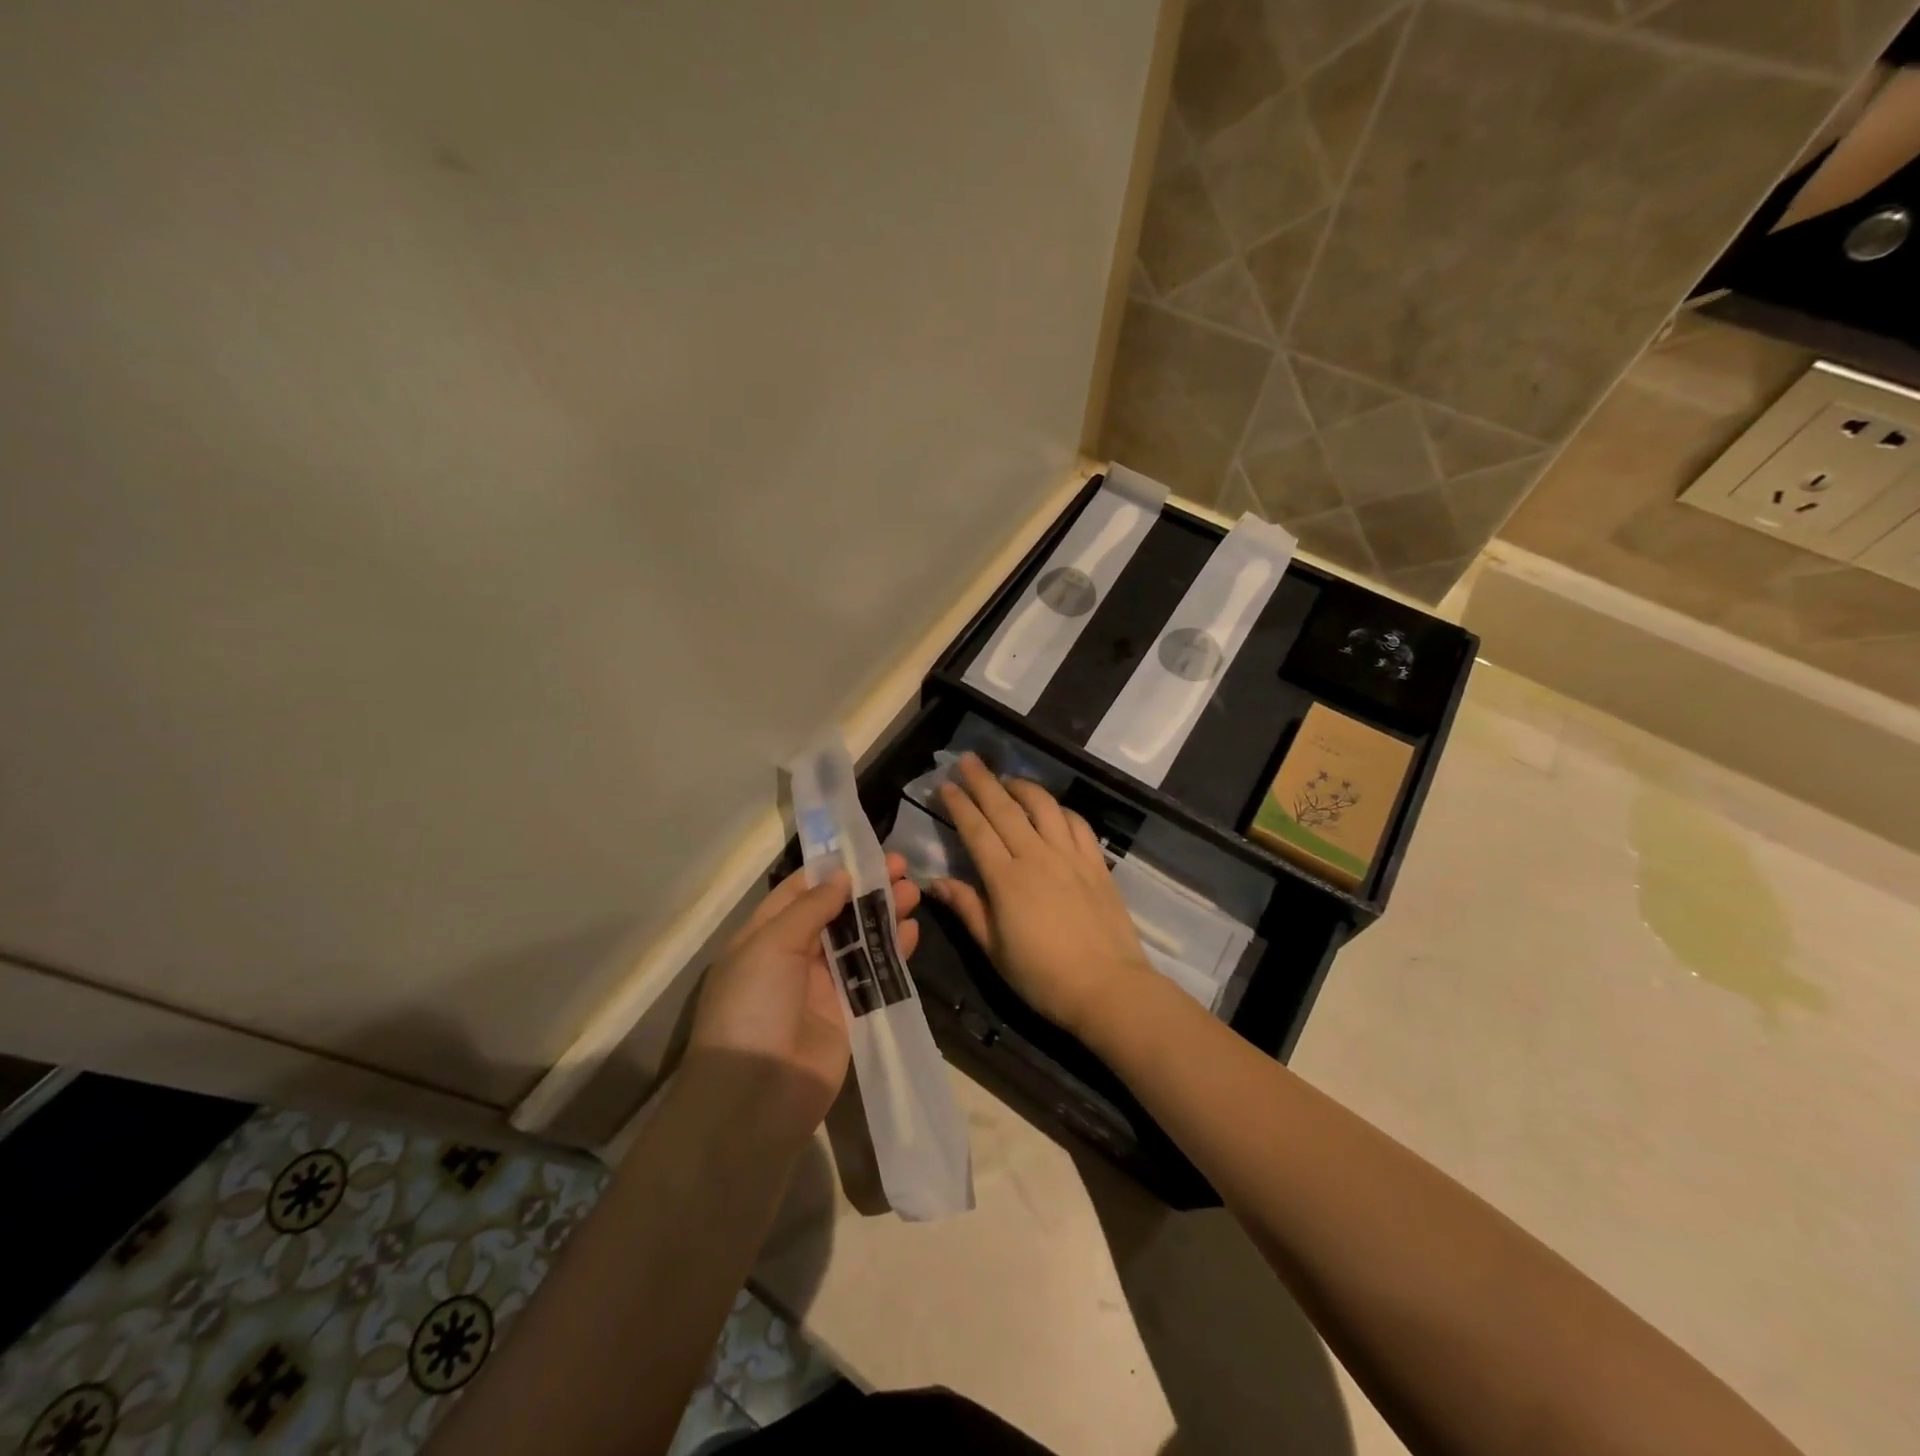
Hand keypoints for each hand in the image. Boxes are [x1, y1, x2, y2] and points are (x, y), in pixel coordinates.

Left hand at [688, 854, 920, 1138]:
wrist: (755, 1098)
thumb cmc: (752, 1007)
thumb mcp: (770, 946)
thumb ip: (810, 909)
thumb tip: (841, 876)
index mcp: (764, 936)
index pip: (799, 892)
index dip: (831, 870)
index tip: (865, 850)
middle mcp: (793, 957)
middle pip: (836, 913)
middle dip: (867, 888)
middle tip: (902, 867)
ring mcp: (823, 987)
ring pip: (859, 940)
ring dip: (885, 915)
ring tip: (914, 891)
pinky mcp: (849, 1014)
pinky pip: (874, 975)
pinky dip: (894, 953)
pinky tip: (912, 931)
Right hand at [930, 753, 1154, 1038]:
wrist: (1107, 987)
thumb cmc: (1042, 976)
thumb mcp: (994, 949)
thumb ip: (967, 908)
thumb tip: (935, 883)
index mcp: (1005, 879)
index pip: (976, 830)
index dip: (959, 805)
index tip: (946, 785)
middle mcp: (1036, 856)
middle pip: (1005, 808)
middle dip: (983, 781)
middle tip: (968, 760)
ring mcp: (1070, 856)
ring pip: (1043, 806)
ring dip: (1022, 786)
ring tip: (1007, 779)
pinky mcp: (1095, 862)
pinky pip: (1076, 823)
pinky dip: (1060, 809)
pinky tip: (1051, 808)